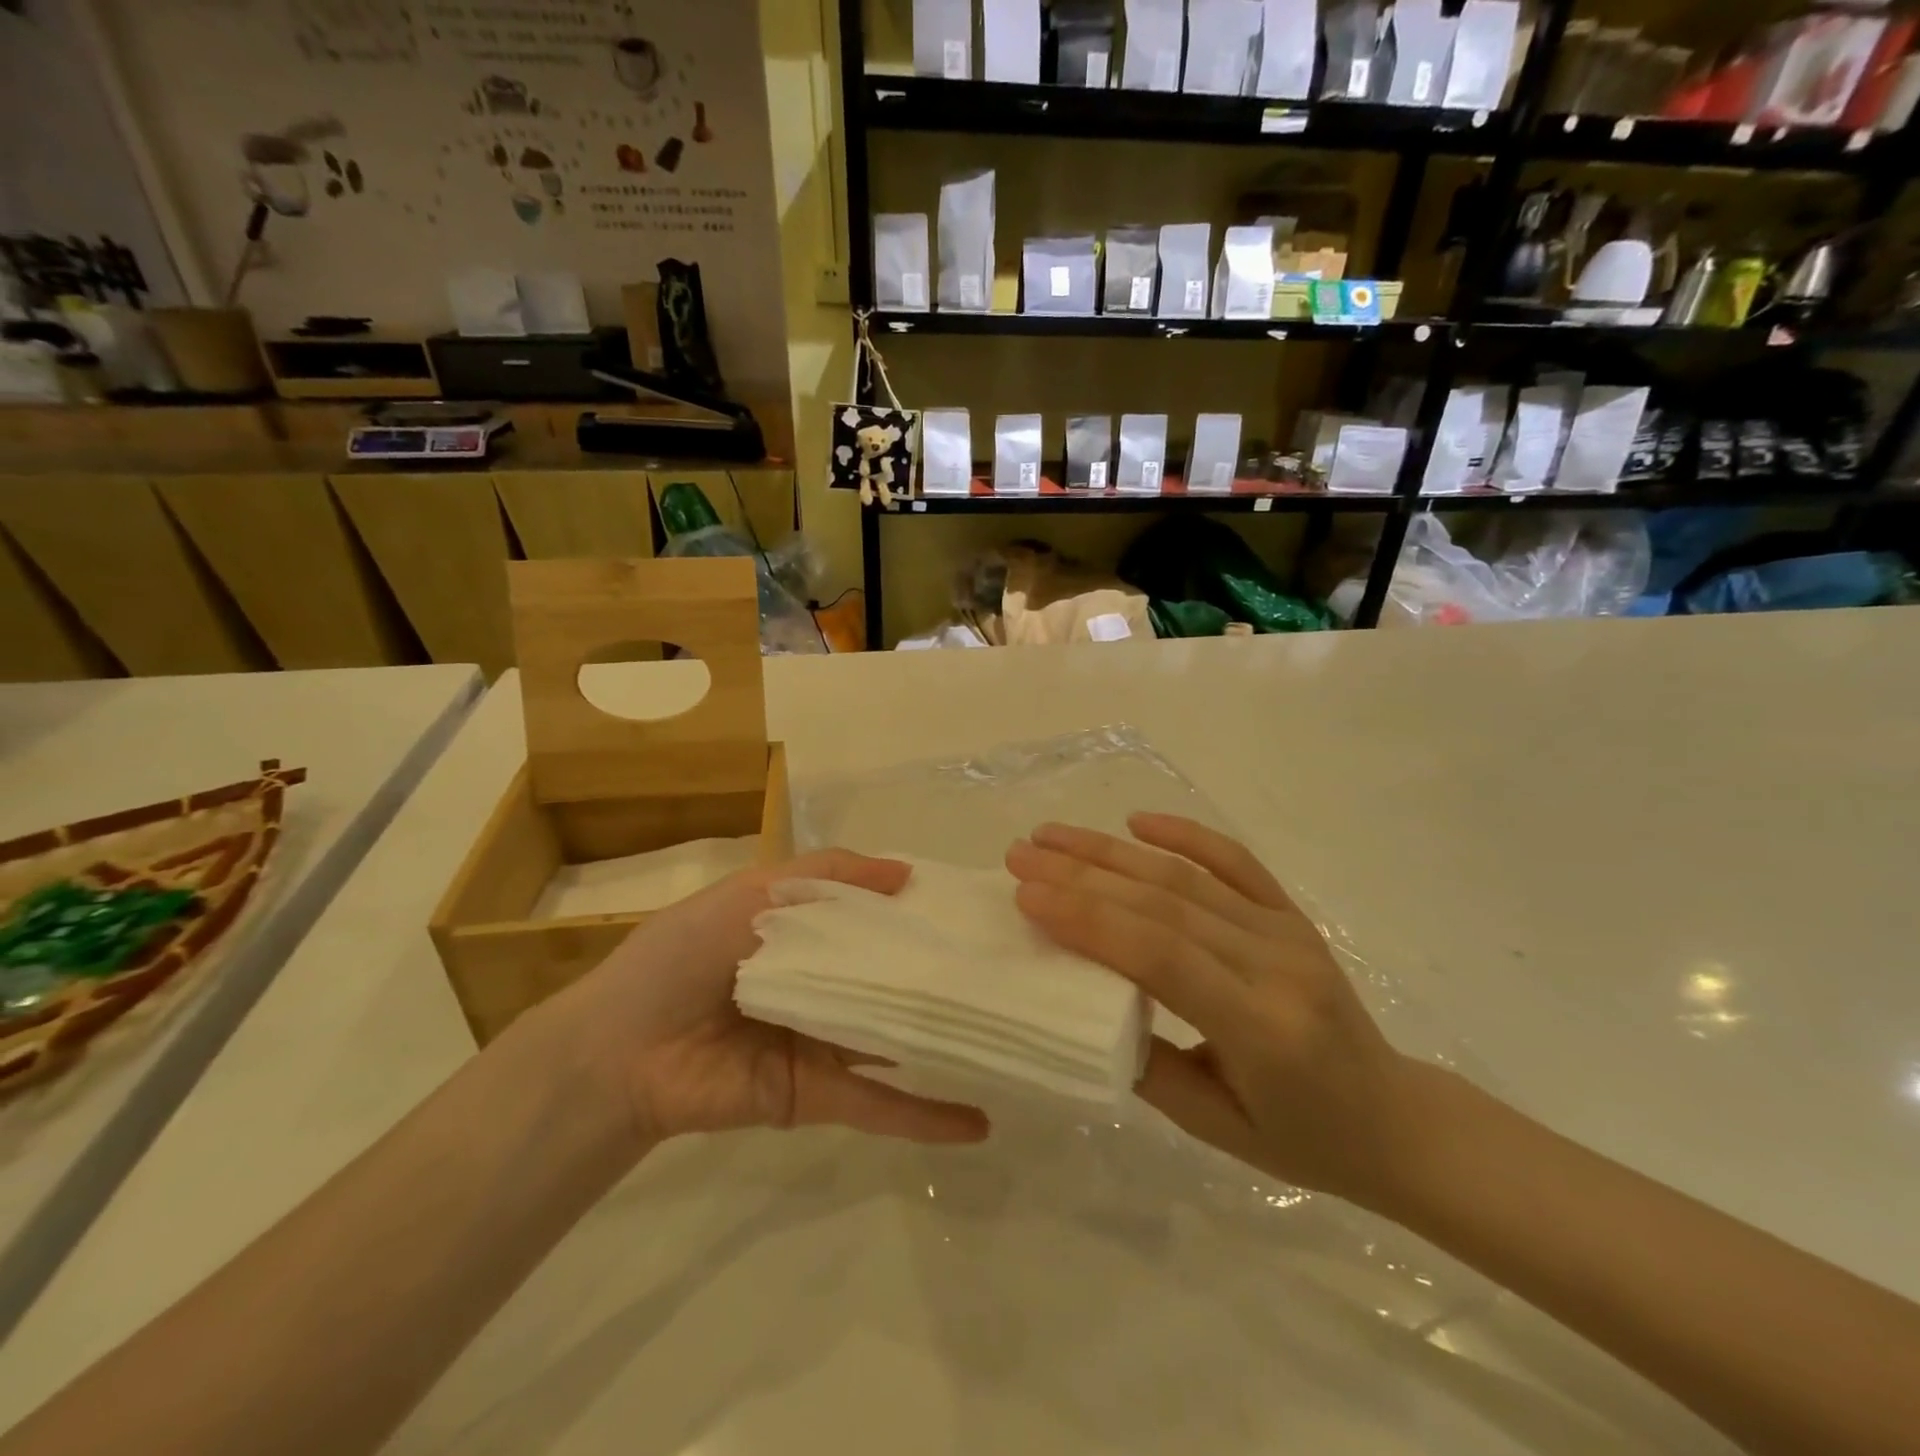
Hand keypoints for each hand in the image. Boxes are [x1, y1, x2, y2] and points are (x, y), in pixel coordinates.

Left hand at [548, 850, 988, 1151]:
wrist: (621, 1051)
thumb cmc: (685, 955)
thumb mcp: (752, 891)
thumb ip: (828, 875)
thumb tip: (907, 871)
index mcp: (807, 932)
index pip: (877, 916)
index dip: (920, 909)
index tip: (974, 907)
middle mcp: (825, 982)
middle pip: (894, 977)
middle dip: (944, 973)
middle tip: (1011, 969)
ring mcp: (826, 1040)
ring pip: (897, 1037)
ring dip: (946, 1039)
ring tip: (1010, 1034)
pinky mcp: (818, 1094)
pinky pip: (880, 1103)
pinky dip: (926, 1115)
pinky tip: (979, 1118)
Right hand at [1006, 815, 1417, 1205]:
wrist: (1397, 1121)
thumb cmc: (1303, 1140)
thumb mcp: (1215, 1129)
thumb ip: (1147, 1066)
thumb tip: (1082, 1001)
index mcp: (1258, 1027)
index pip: (1158, 954)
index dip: (1087, 918)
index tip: (1026, 895)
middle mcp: (1274, 964)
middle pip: (1163, 902)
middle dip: (1082, 874)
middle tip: (1021, 855)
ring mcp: (1287, 931)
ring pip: (1185, 876)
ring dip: (1111, 850)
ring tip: (1052, 835)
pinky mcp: (1292, 914)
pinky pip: (1235, 860)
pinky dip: (1185, 833)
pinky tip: (1138, 820)